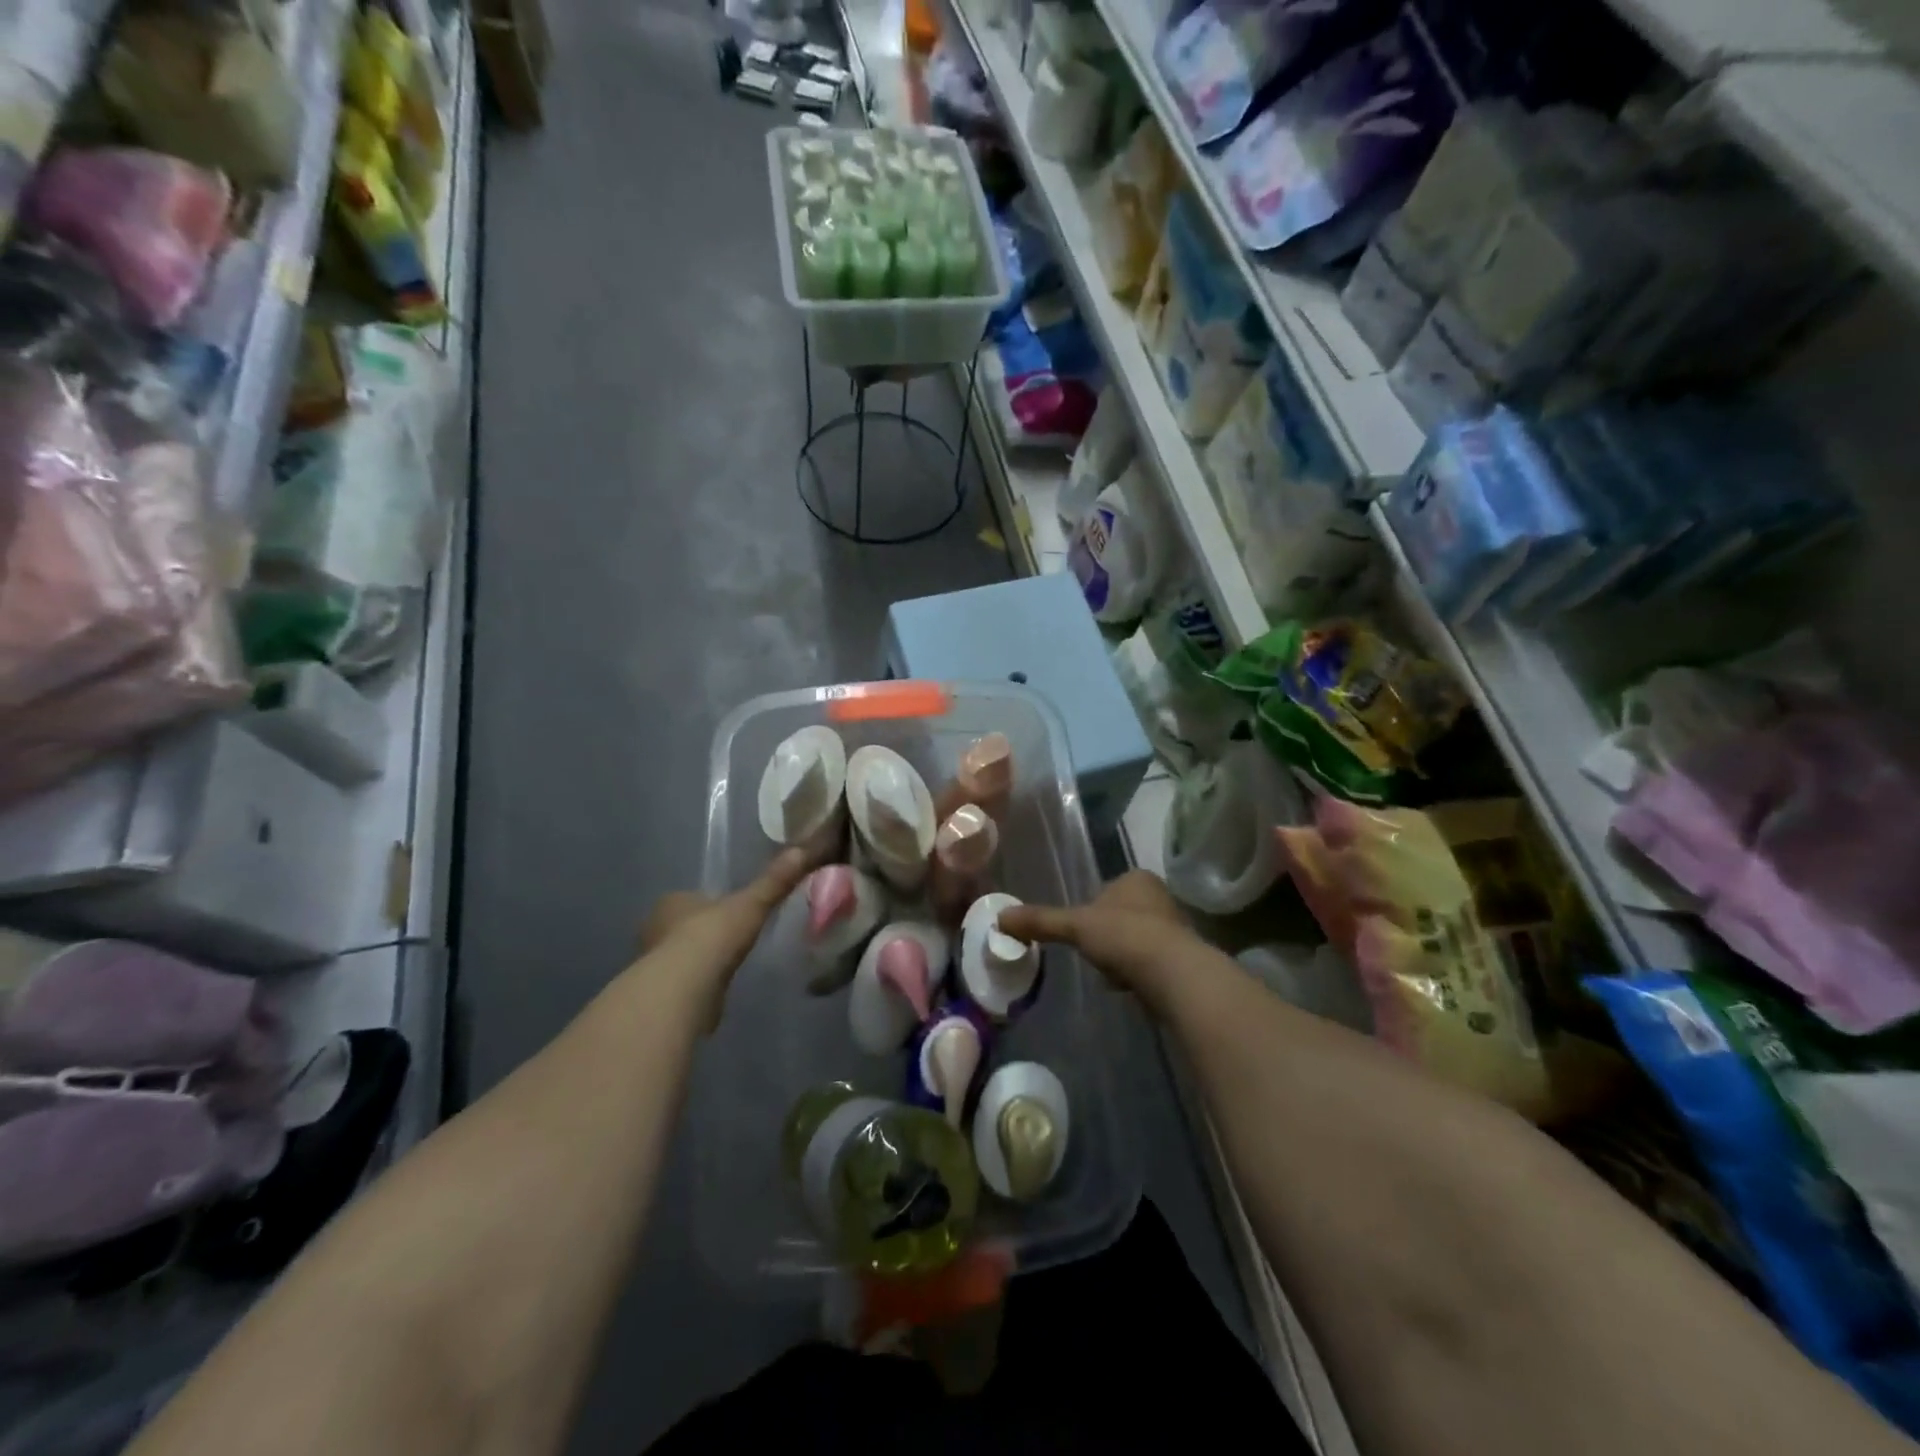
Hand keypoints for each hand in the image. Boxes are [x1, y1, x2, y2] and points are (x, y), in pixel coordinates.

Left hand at [637, 848, 812, 1031]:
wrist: (683, 990)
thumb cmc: (712, 937)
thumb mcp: (751, 904)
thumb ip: (775, 881)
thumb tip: (802, 850)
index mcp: (672, 902)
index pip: (692, 898)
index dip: (711, 903)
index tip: (732, 911)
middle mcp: (656, 929)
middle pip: (684, 926)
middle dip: (704, 932)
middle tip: (732, 938)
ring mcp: (654, 965)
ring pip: (681, 956)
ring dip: (700, 960)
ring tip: (728, 964)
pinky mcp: (661, 995)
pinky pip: (683, 983)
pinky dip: (699, 985)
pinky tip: (717, 989)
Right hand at [997, 871, 1197, 1018]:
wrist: (1174, 974)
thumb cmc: (1124, 936)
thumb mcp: (1076, 925)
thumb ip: (1041, 921)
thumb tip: (1000, 918)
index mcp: (1137, 879)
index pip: (1106, 890)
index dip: (1090, 912)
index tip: (1081, 933)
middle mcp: (1160, 897)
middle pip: (1121, 915)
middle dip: (1108, 935)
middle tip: (1095, 955)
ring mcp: (1176, 928)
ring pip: (1137, 939)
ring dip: (1123, 955)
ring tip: (1112, 974)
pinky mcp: (1184, 958)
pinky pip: (1152, 962)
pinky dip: (1139, 973)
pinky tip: (1131, 986)